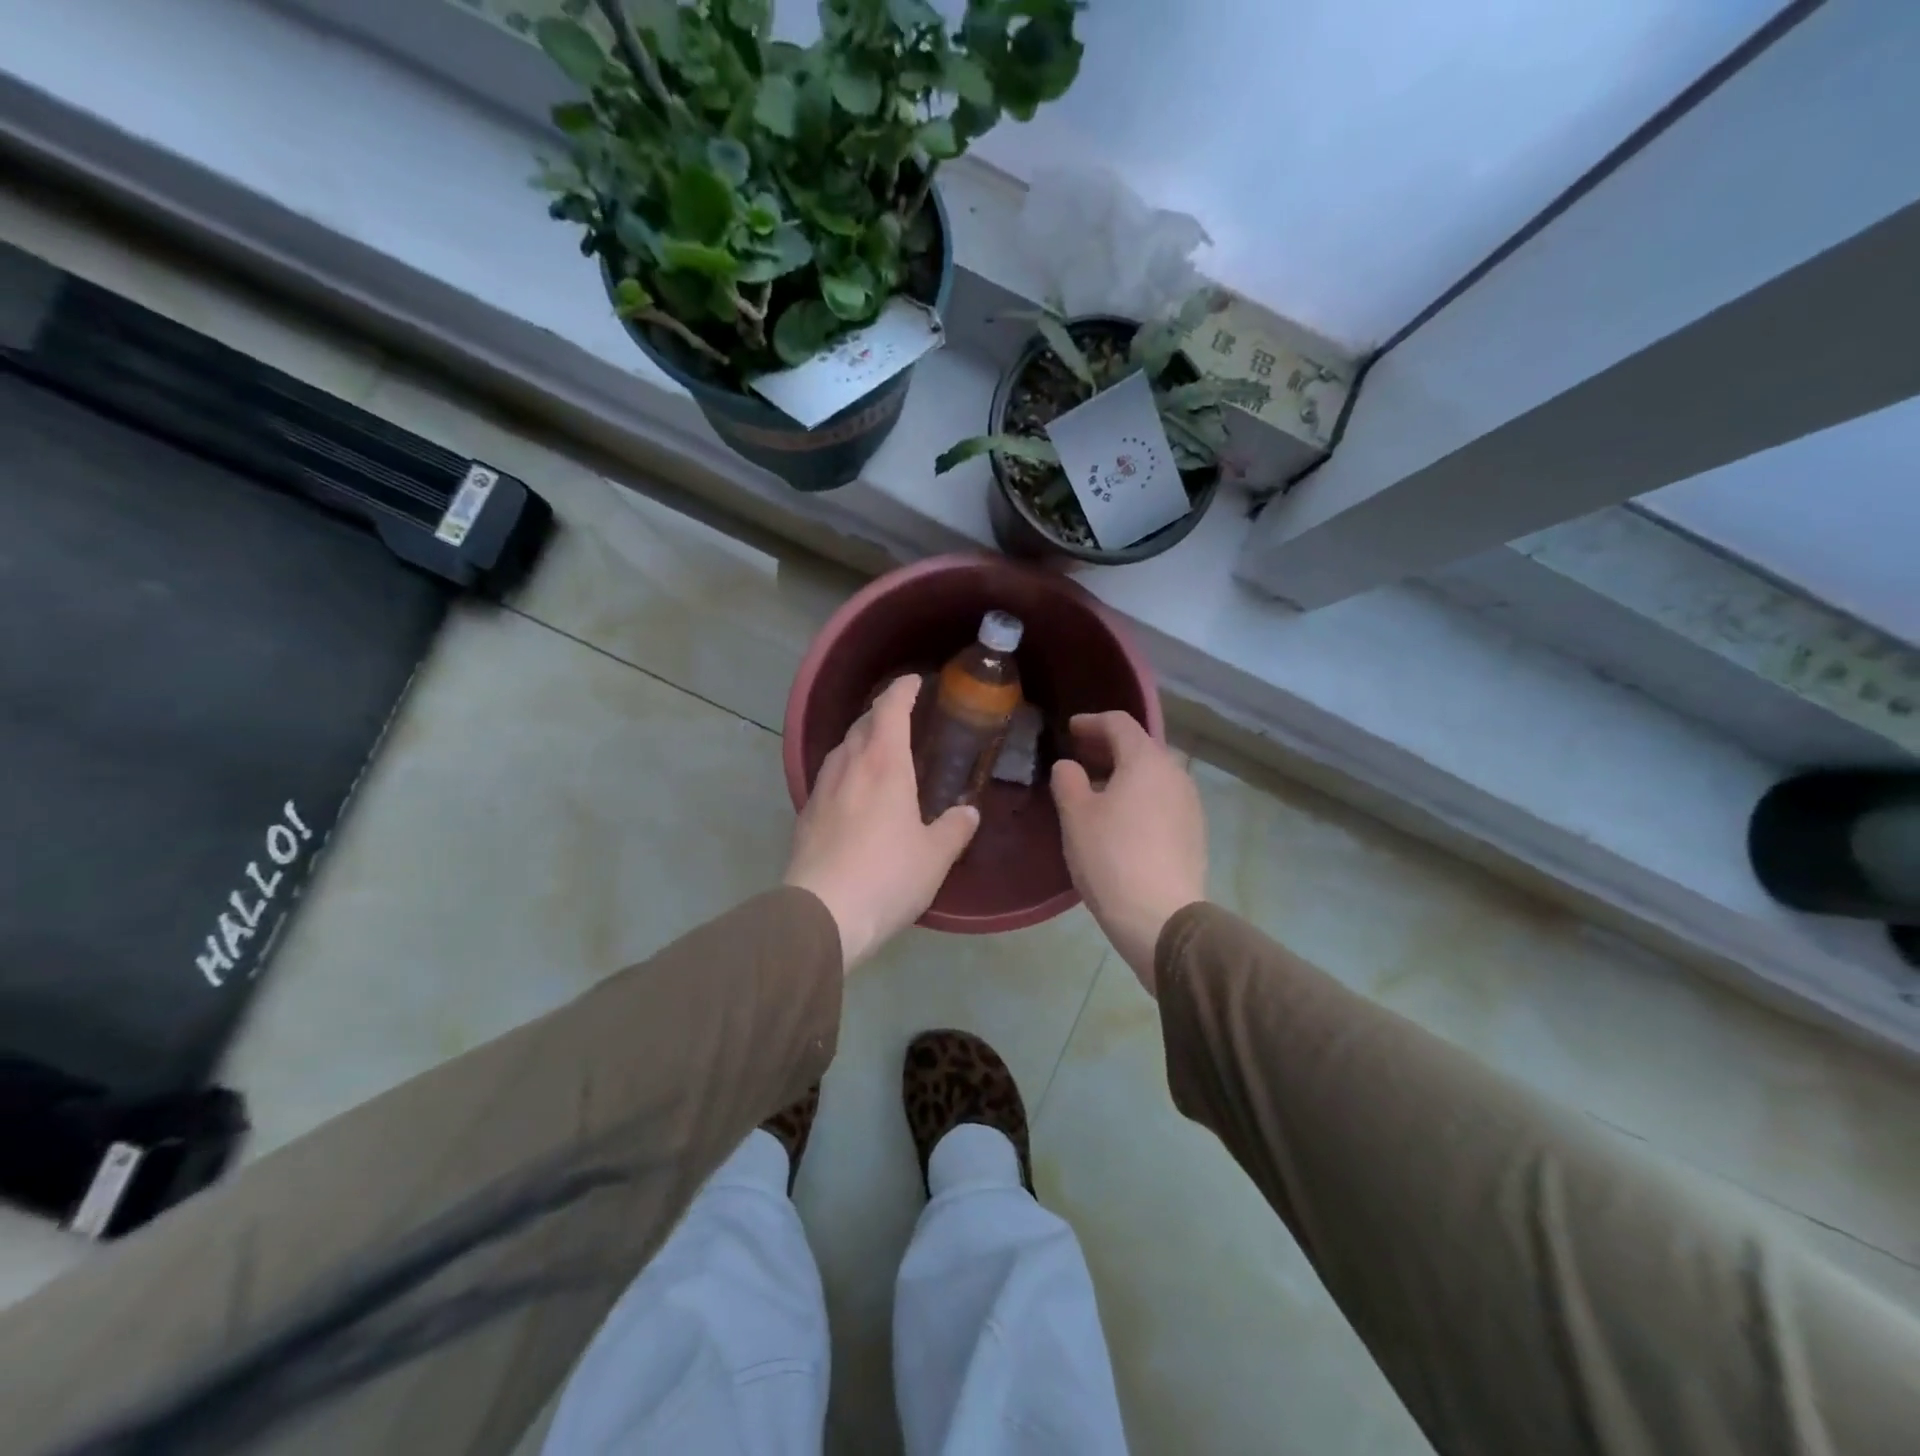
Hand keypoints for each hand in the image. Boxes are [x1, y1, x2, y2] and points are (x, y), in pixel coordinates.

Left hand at [785, 675, 979, 970]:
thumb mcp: (934, 856)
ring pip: (841, 749)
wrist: (822, 914)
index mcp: (883, 764)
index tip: (915, 681)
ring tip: (878, 751)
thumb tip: (968, 812)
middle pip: (862, 724)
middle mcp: (848, 766)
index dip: (902, 689)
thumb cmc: (887, 876)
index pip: (890, 708)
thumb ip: (954, 829)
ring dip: (860, 740)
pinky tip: (854, 792)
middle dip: (882, 712)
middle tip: (903, 717)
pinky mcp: (805, 815)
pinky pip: (829, 777)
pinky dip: (846, 770)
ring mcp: (821, 789)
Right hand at [1051, 712, 1206, 994]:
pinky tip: (1121, 820)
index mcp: (1146, 760)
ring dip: (1124, 774)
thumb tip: (1070, 766)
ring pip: (1153, 775)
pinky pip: (1162, 799)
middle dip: (1107, 748)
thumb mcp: (1076, 816)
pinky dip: (1139, 796)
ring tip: (1096, 791)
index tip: (1070, 730)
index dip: (1091, 722)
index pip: (1119, 723)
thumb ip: (1068, 780)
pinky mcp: (1194, 832)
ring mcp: (1190, 804)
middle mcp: (1175, 773)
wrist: (1162, 918)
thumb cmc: (1111, 858)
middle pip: (1140, 747)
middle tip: (1079, 758)